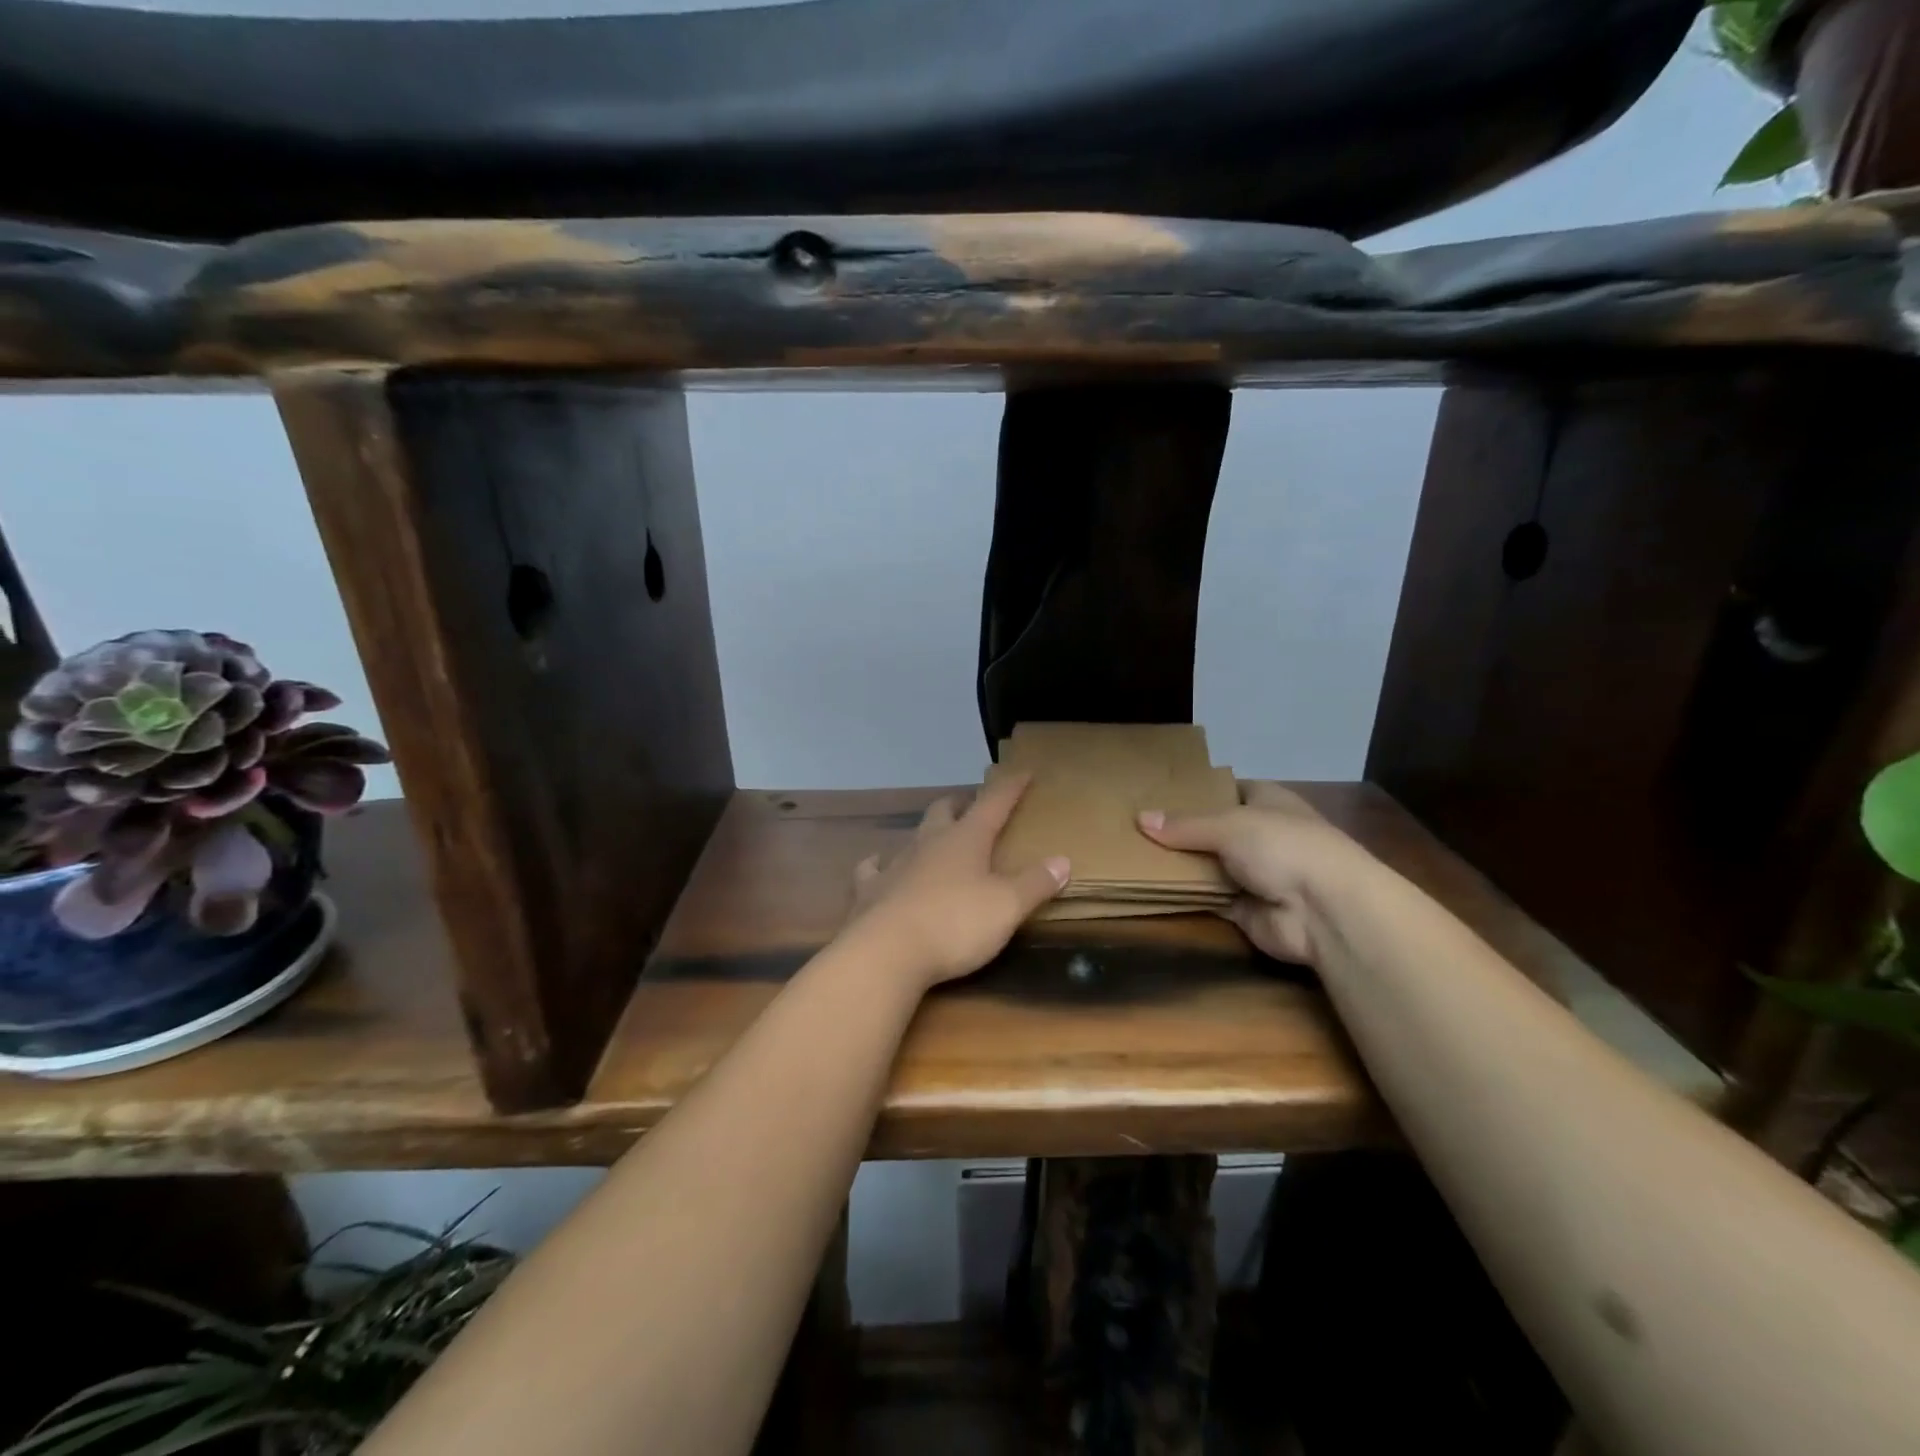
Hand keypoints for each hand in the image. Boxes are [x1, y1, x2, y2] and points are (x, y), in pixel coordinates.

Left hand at [845, 774, 1068, 988]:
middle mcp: (929, 842)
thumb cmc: (955, 924)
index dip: (1010, 788)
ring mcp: (896, 864)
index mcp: (966, 839)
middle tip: (971, 806)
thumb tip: (1062, 860)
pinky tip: (878, 865)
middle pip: (944, 811)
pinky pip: (873, 869)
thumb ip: (1035, 883)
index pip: (993, 803)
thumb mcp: (1007, 907)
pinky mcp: (870, 890)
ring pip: (912, 836)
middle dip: (960, 804)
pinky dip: (879, 864)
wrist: (887, 952)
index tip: (1023, 772)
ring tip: (934, 836)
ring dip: (926, 833)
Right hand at [1137, 781, 1374, 963]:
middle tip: (1134, 825)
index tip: (1157, 792)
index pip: (1227, 789)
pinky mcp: (1244, 908)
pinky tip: (1150, 885)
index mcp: (1267, 802)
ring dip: (1180, 864)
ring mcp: (1254, 873)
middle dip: (1180, 830)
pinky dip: (1185, 894)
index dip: (1196, 791)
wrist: (1324, 911)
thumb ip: (1184, 825)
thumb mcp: (1228, 825)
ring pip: (1208, 864)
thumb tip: (1139, 818)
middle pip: (1212, 829)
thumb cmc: (1283, 846)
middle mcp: (1261, 835)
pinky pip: (1207, 897)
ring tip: (1132, 854)